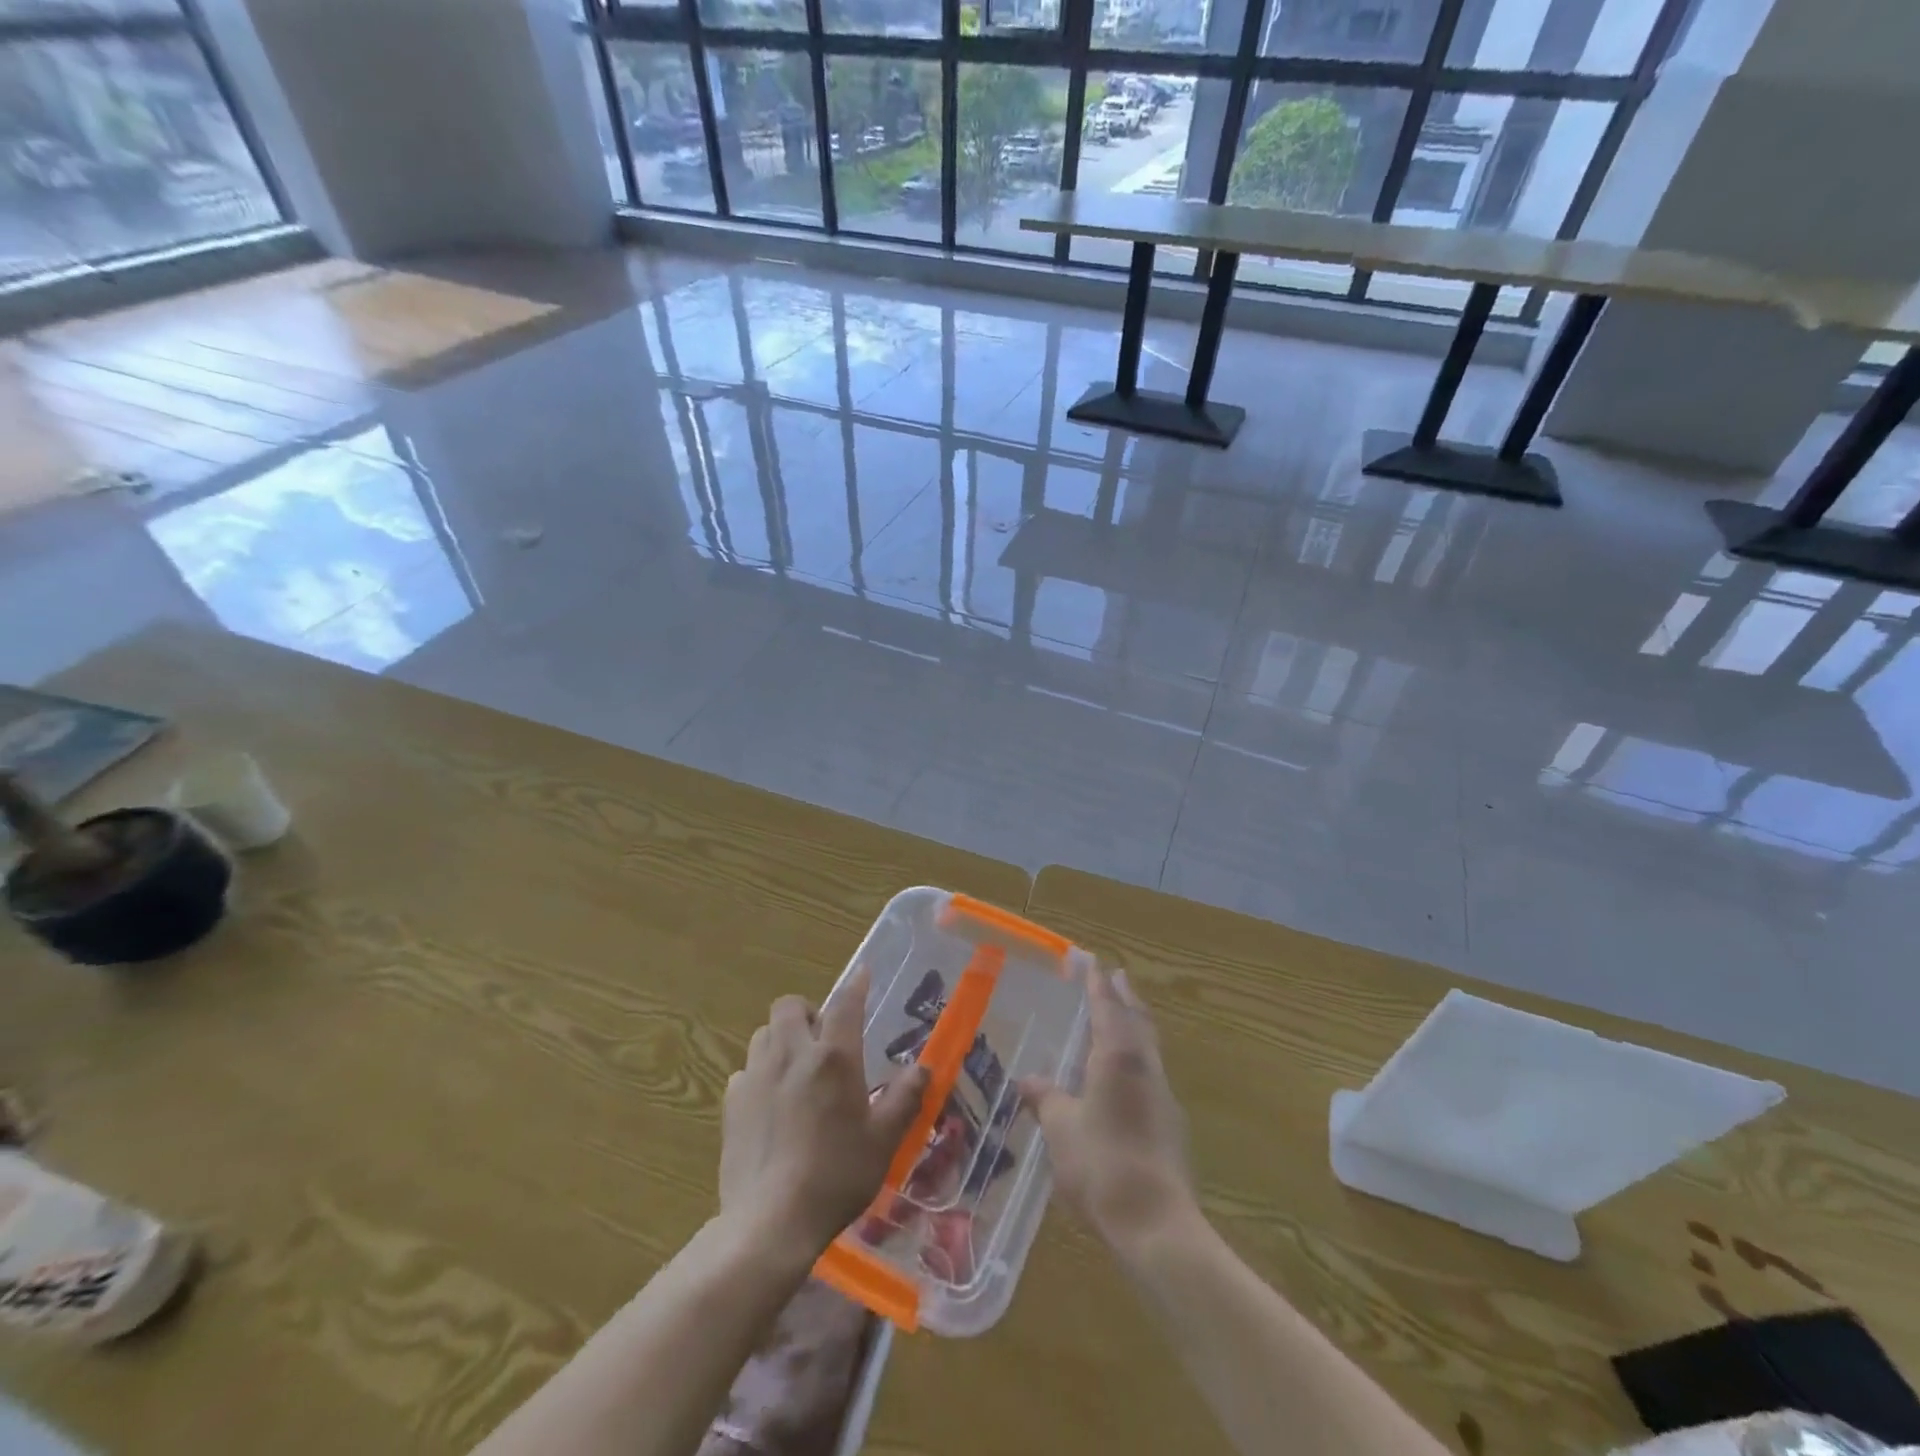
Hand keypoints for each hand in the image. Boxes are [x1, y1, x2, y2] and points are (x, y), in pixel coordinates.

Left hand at [720, 967, 928, 1258]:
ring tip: (795, 1067)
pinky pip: (745, 1070)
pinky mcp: (732, 1103)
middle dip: (806, 1012)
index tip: (862, 974)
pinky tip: (769, 1104)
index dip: (856, 986)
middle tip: (822, 1038)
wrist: (770, 1223)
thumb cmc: (836, 1177)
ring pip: (764, 1034)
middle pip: (790, 1006)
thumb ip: (904, 1099)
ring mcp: (757, 1076)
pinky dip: (759, 1075)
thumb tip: (924, 1068)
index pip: (846, 1005)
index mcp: (833, 1059)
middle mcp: (792, 1055)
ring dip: (780, 1039)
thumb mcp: (883, 1141)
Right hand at [1019, 967, 1197, 1257]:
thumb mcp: (1061, 1128)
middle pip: (1137, 1020)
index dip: (1097, 985)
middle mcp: (1145, 1067)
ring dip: (1134, 1025)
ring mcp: (1163, 1096)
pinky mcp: (1171, 1125)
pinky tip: (1124, 1077)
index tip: (1093, 962)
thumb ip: (1046, 1099)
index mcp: (1118, 1057)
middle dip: (1124, 997)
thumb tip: (1027, 1080)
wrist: (1156, 1224)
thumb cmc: (1101, 1164)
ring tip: (1120, 1018)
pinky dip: (1137, 1059)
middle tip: (1116, 977)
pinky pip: (1151, 1074)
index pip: (1107, 1008)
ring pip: (1148, 1047)